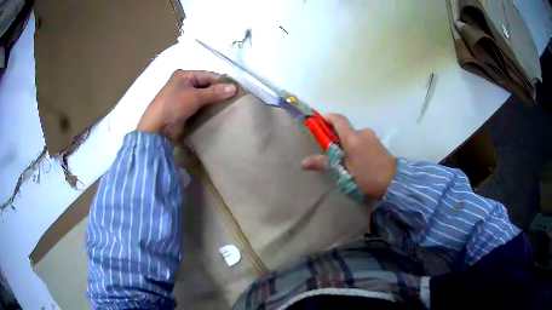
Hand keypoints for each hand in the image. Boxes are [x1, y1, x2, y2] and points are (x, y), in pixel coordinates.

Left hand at [137, 70, 236, 139]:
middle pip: (205, 86)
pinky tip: (217, 113)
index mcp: (184, 75)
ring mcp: (182, 97)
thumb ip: (214, 92)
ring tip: (229, 106)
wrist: (157, 129)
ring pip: (203, 97)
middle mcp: (183, 84)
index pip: (207, 75)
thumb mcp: (195, 97)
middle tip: (234, 98)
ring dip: (213, 101)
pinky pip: (198, 106)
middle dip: (218, 92)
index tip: (235, 89)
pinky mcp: (183, 110)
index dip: (221, 82)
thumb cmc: (173, 106)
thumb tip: (234, 88)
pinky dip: (207, 109)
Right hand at [301, 114, 395, 198]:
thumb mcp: (343, 172)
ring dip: (346, 143)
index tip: (317, 121)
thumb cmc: (367, 177)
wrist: (394, 182)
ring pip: (354, 136)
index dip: (326, 117)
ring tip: (344, 161)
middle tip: (329, 151)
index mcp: (353, 137)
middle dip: (335, 136)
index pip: (338, 119)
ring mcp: (372, 137)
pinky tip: (356, 161)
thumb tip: (303, 162)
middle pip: (345, 128)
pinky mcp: (378, 143)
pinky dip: (355, 146)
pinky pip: (362, 140)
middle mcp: (362, 132)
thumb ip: (324, 163)